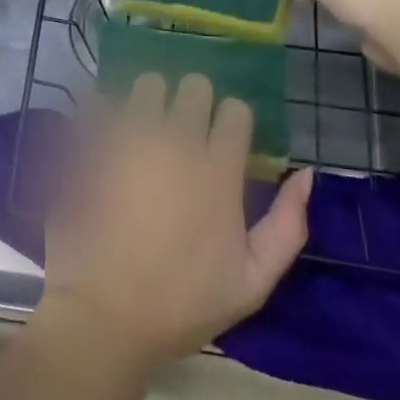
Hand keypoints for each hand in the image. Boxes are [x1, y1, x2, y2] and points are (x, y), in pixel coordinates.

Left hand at [36, 73, 312, 376]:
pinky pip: (103, 101)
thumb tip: (305, 175)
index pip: (236, 110)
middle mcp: (177, 140)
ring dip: (152, 100)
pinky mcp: (94, 142)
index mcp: (218, 170)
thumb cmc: (183, 304)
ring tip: (146, 128)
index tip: (225, 142)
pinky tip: (108, 130)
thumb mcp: (253, 282)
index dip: (233, 123)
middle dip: (195, 103)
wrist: (105, 315)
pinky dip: (108, 110)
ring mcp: (131, 137)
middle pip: (195, 85)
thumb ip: (287, 226)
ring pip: (149, 84)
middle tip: (185, 131)